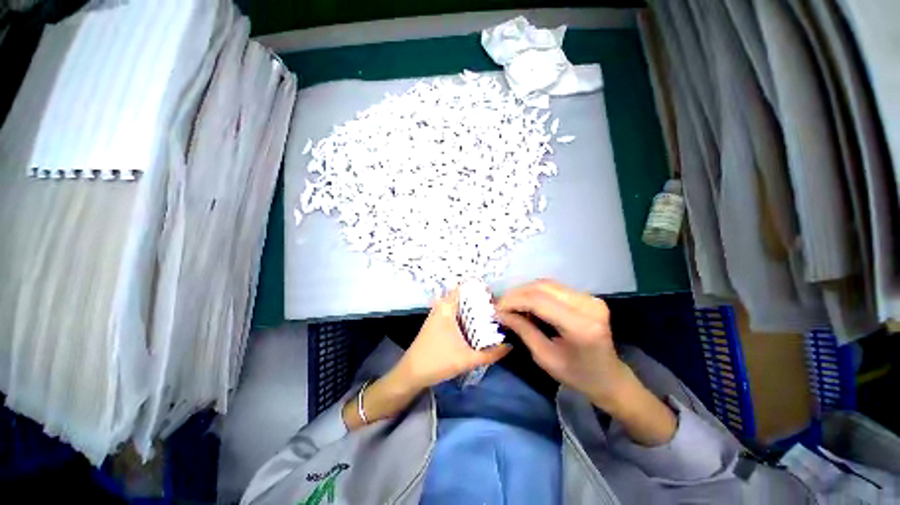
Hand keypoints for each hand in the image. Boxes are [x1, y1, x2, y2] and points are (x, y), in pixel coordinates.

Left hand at [395, 289, 510, 390]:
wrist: (411, 372)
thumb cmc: (438, 361)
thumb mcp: (467, 359)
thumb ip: (491, 354)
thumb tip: (510, 346)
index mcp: (447, 307)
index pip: (463, 287)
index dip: (478, 287)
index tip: (494, 293)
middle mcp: (441, 306)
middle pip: (462, 295)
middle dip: (478, 298)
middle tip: (496, 305)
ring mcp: (437, 313)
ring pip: (457, 304)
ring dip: (470, 306)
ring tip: (489, 312)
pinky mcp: (435, 322)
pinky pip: (452, 311)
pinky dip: (463, 313)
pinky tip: (474, 323)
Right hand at [496, 280, 675, 445]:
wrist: (610, 378)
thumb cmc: (578, 376)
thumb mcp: (545, 357)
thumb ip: (523, 330)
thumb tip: (501, 313)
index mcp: (581, 325)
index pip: (539, 301)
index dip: (513, 301)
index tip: (496, 309)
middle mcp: (588, 305)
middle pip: (542, 287)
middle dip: (516, 294)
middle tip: (500, 305)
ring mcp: (590, 298)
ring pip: (546, 284)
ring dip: (524, 291)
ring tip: (510, 304)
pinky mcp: (587, 296)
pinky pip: (554, 288)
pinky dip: (535, 293)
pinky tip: (526, 303)